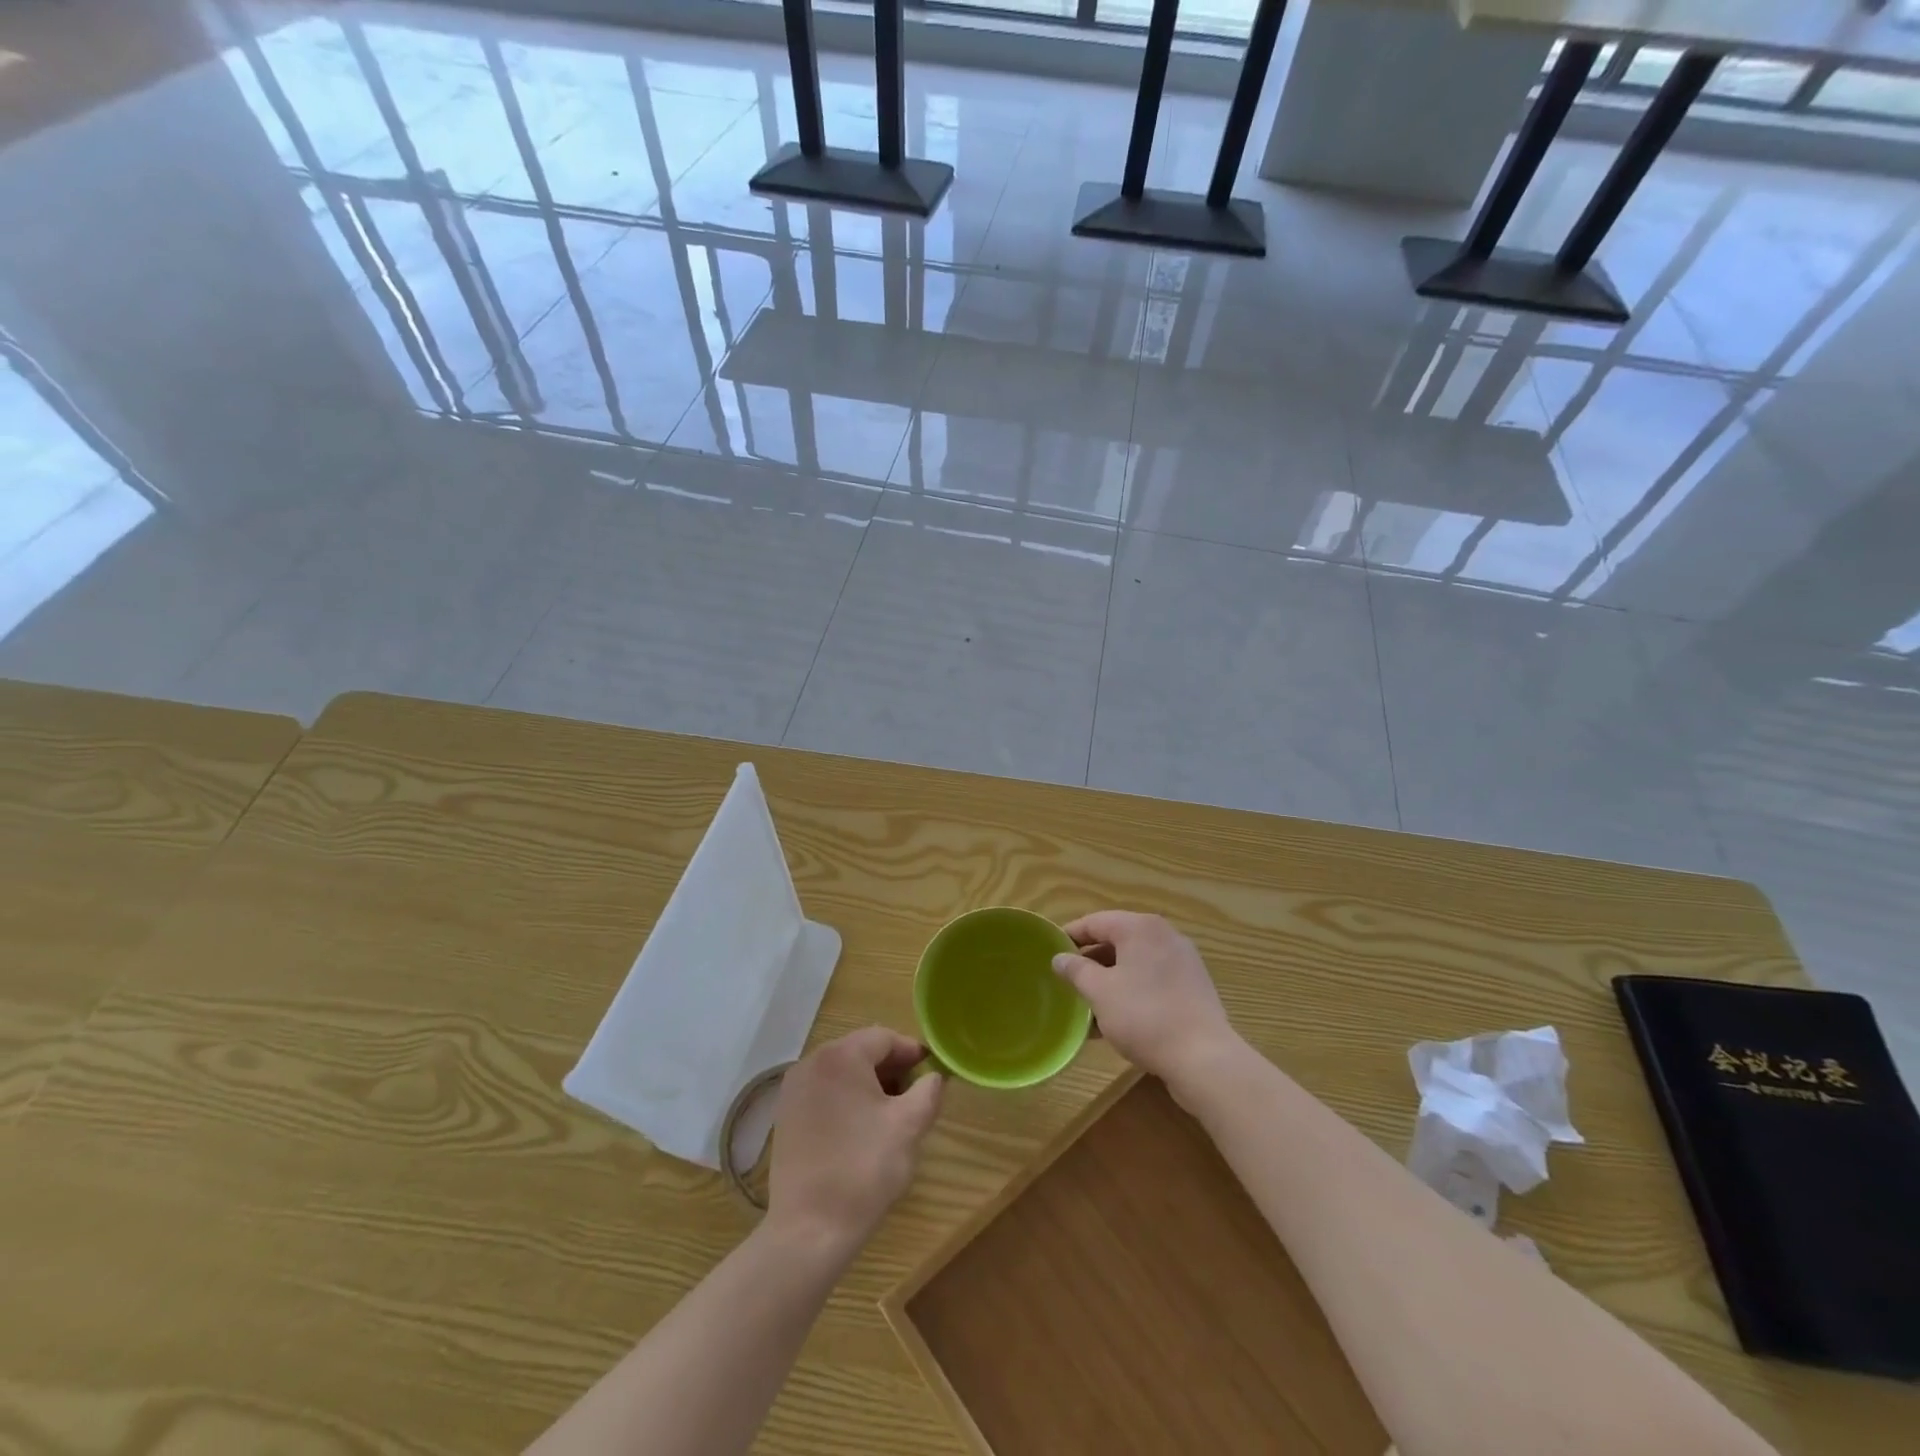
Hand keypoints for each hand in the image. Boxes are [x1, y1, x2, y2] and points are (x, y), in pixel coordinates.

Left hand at [766, 1027, 943, 1259]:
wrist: (809, 1230)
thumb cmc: (864, 1169)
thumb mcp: (909, 1127)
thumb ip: (928, 1092)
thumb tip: (934, 1077)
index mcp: (841, 1056)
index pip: (884, 1038)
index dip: (911, 1052)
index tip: (931, 1072)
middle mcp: (811, 1063)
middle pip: (860, 1051)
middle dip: (890, 1067)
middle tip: (913, 1094)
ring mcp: (793, 1090)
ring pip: (841, 1072)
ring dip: (868, 1083)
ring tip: (890, 1113)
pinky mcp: (785, 1116)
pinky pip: (823, 1092)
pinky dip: (845, 1099)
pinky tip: (860, 1129)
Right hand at [1053, 911, 1239, 1093]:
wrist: (1203, 1057)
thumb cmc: (1144, 1016)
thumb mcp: (1100, 992)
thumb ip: (1076, 970)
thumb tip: (1059, 958)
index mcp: (1140, 928)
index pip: (1096, 921)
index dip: (1070, 935)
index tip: (1050, 951)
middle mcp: (1164, 935)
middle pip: (1117, 939)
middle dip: (1091, 960)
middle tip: (1068, 979)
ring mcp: (1183, 960)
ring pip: (1135, 962)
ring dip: (1110, 978)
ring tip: (1088, 1003)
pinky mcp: (1193, 985)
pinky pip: (1153, 978)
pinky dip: (1132, 989)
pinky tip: (1117, 1017)